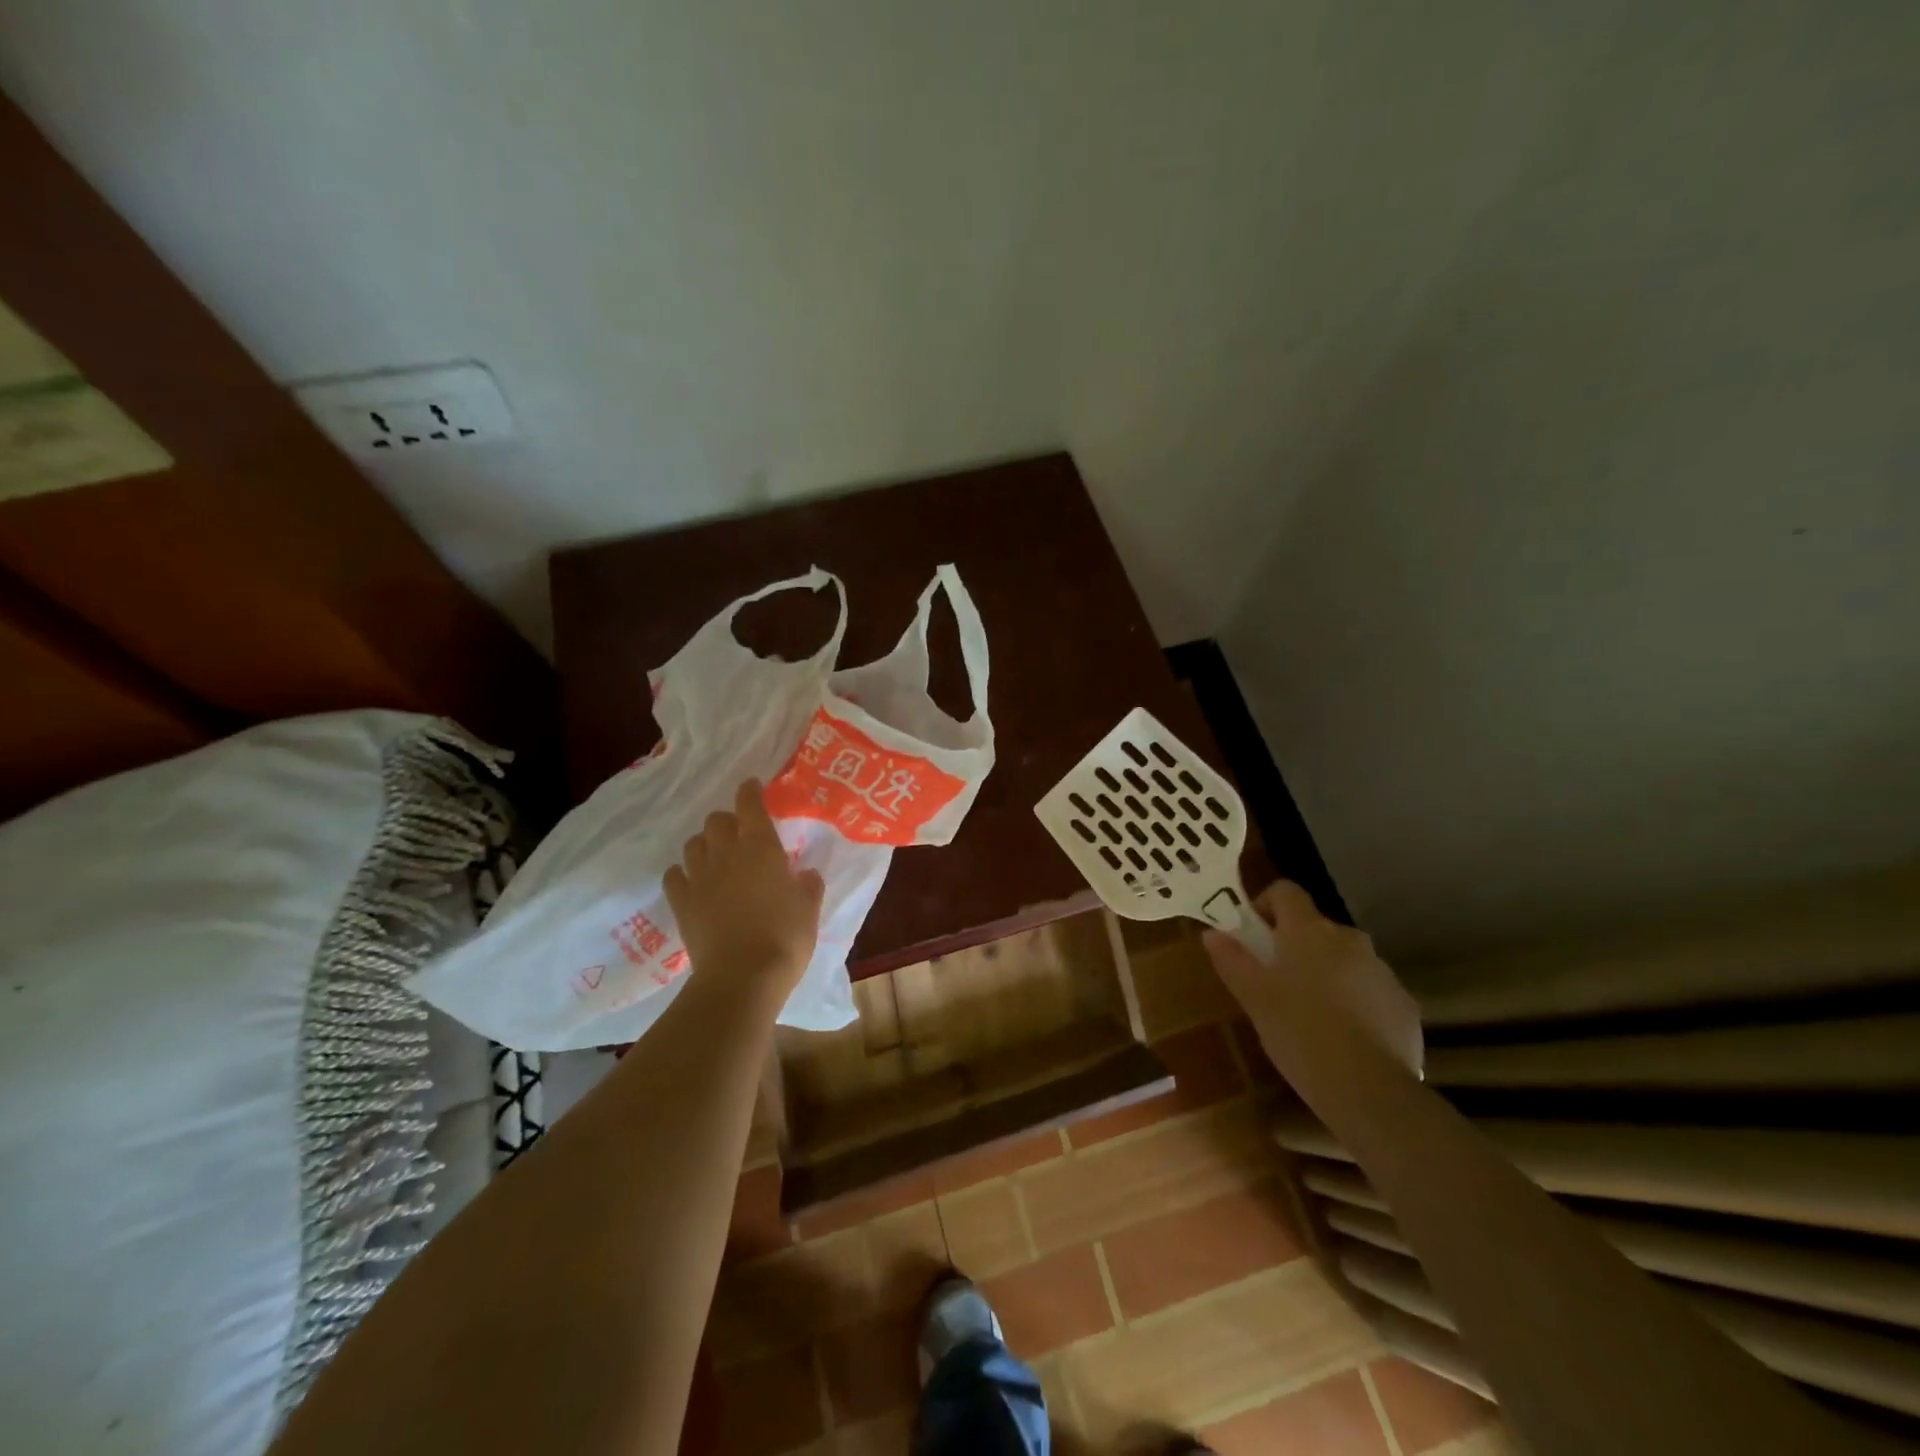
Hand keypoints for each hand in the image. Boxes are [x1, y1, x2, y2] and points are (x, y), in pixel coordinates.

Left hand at [664, 779, 824, 997]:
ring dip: (705, 845)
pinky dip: (683, 873)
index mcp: (761, 847)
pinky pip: (675, 876)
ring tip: (717, 858)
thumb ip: (808, 886)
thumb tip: (805, 874)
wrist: (742, 977)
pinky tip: (693, 882)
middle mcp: (726, 853)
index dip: (750, 792)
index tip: (752, 786)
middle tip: (740, 835)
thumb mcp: (809, 909)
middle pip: (716, 821)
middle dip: (727, 822)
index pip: (749, 804)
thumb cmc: (785, 937)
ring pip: (693, 844)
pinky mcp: (681, 903)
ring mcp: (699, 877)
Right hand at [1203, 881, 1423, 1078]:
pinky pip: (1371, 989)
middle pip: (1316, 927)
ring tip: (1312, 1014)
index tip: (1254, 935)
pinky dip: (1356, 1001)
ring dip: (1327, 973)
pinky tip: (1345, 1037)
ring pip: (1345, 959)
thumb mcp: (1254, 997)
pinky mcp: (1404, 1003)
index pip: (1286, 891)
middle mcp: (1349, 939)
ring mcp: (1382, 970)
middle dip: (1296, 946)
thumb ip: (1232, 959)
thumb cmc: (1299, 1033)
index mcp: (1308, 931)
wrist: (1369, 1090)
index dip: (1267, 904)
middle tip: (1277, 982)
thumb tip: (1212, 933)